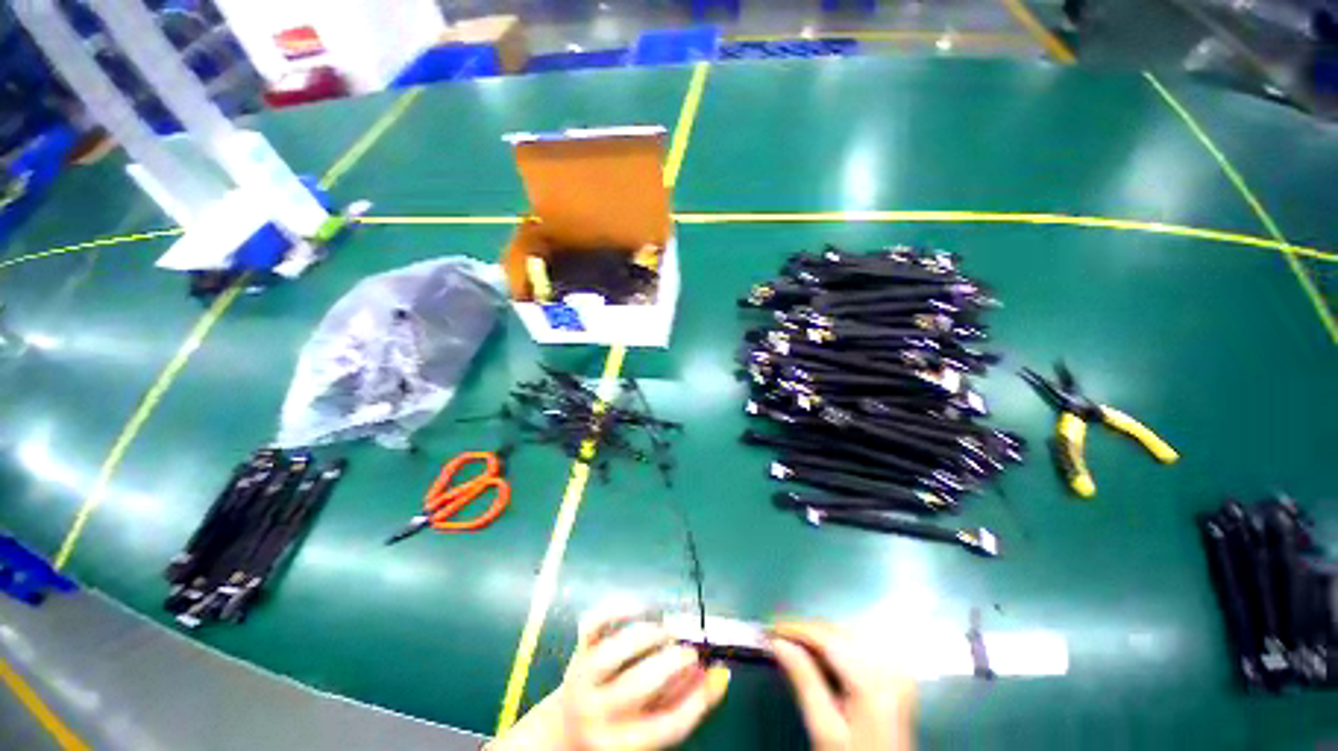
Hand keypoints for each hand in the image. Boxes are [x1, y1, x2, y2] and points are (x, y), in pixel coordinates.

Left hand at [491, 607, 729, 750]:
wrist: (565, 728)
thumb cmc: (618, 728)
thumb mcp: (649, 726)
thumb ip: (684, 703)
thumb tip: (719, 674)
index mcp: (621, 744)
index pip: (666, 726)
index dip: (697, 698)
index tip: (717, 672)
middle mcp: (598, 713)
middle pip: (639, 686)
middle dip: (672, 660)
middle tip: (690, 650)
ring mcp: (584, 677)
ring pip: (615, 651)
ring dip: (649, 635)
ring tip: (666, 632)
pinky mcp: (579, 649)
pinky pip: (594, 623)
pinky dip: (618, 608)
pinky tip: (640, 609)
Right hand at [771, 622, 915, 750]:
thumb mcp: (824, 728)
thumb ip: (803, 680)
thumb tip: (778, 643)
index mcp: (874, 682)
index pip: (827, 638)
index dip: (795, 629)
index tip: (770, 629)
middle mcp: (891, 669)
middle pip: (838, 633)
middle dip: (806, 632)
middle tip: (777, 637)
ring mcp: (897, 671)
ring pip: (847, 634)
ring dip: (819, 636)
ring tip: (793, 644)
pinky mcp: (897, 675)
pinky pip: (860, 645)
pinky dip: (836, 645)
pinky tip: (820, 655)